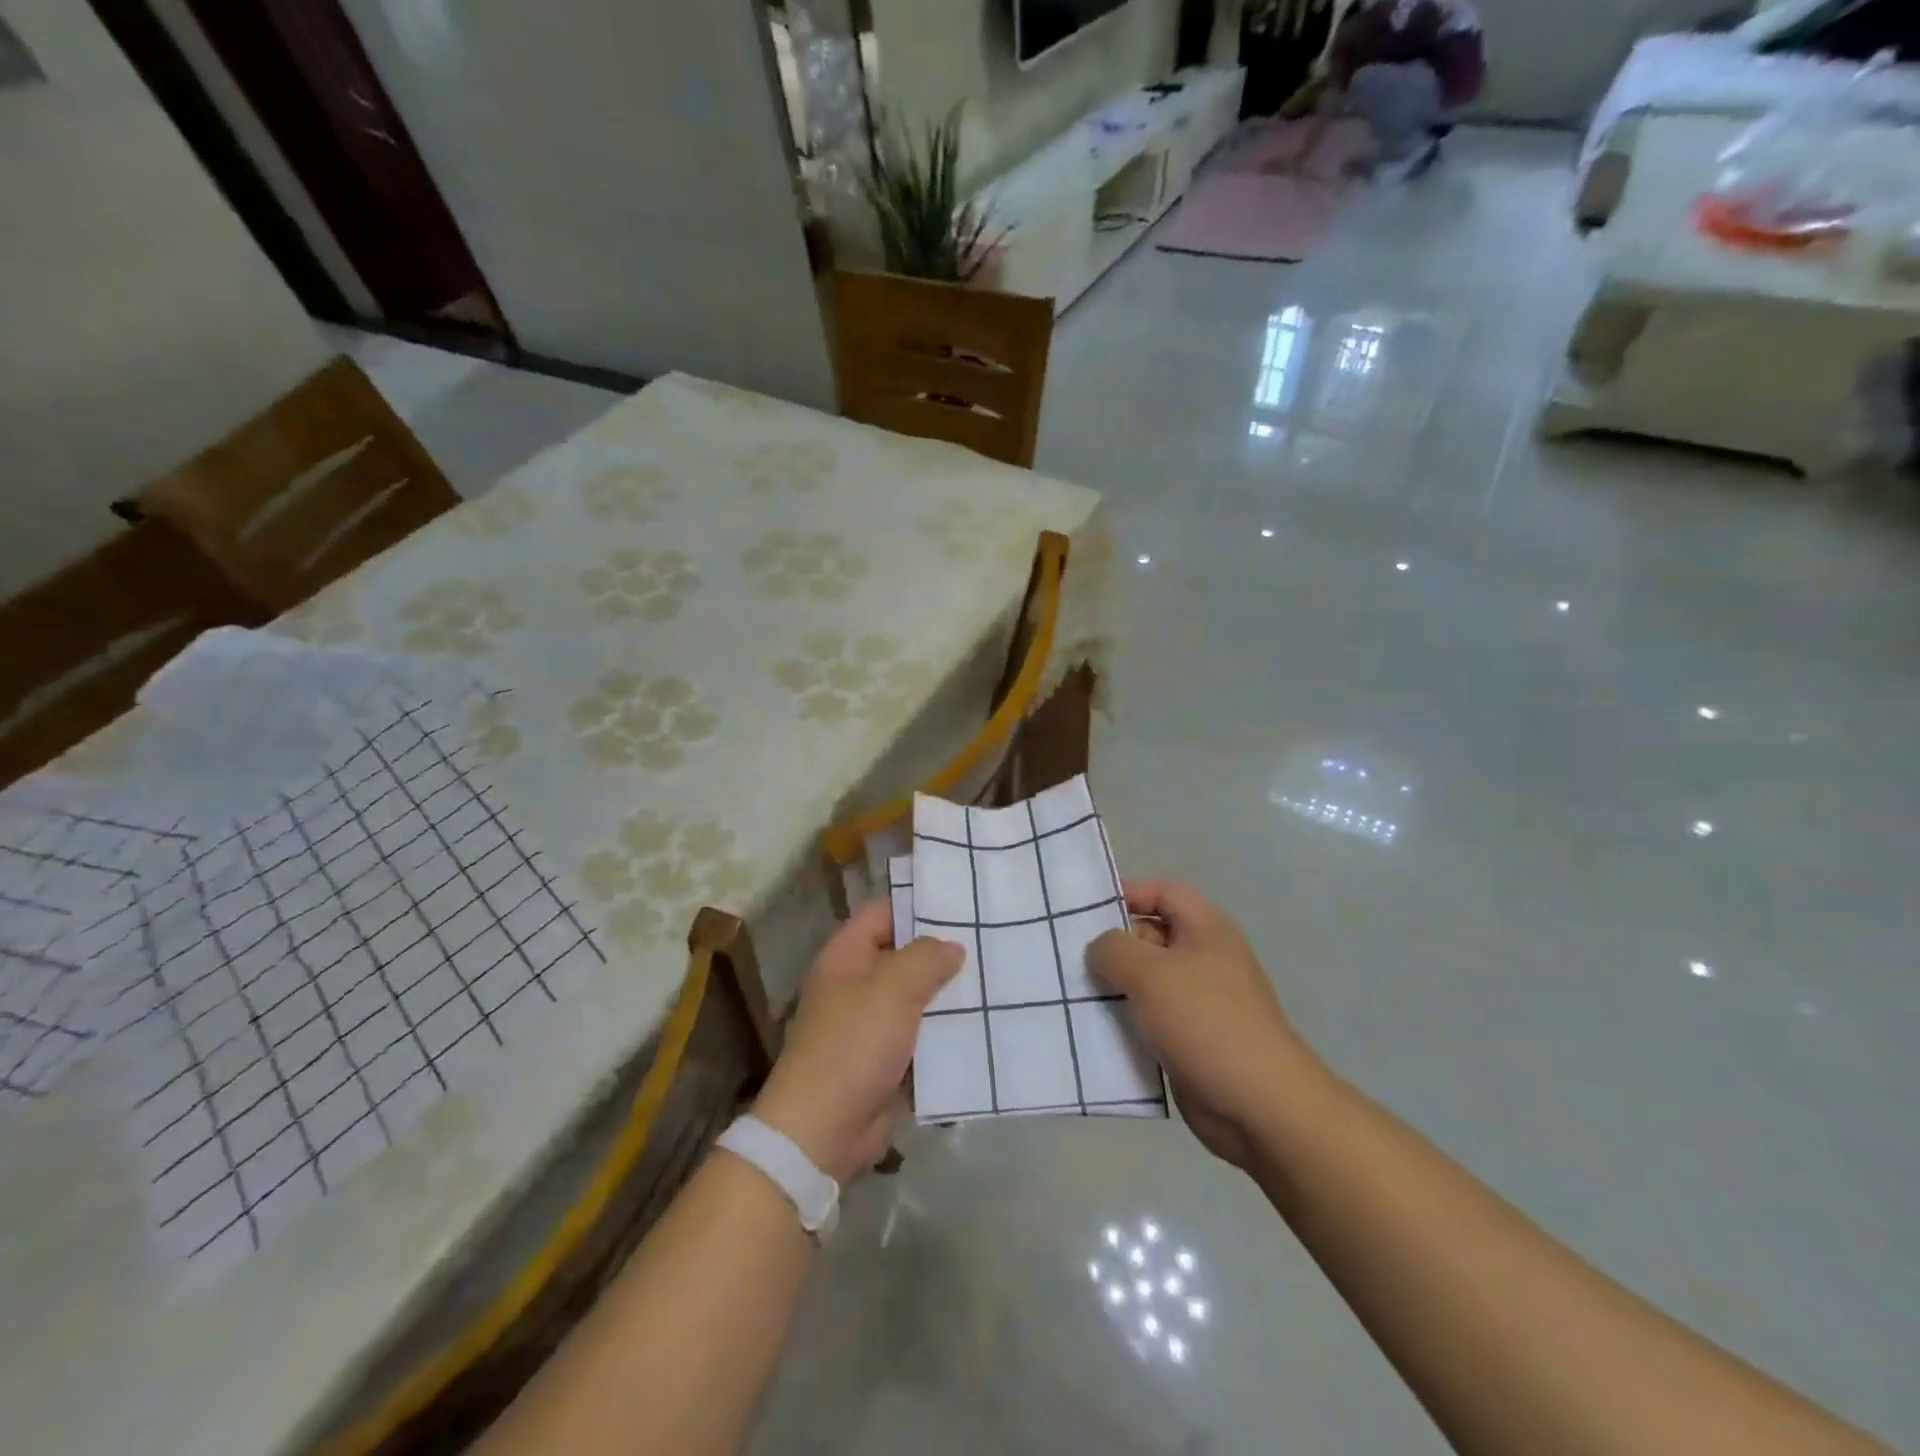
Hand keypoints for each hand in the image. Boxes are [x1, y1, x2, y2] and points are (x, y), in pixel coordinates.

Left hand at [750, 900, 962, 1185]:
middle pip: (904, 955)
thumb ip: (926, 958)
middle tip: (990, 940)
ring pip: (917, 998)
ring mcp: (871, 1023)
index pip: (883, 913)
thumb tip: (951, 947)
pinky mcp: (887, 1060)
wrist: (823, 1130)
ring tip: (997, 979)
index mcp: (846, 956)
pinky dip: (946, 1033)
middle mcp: (857, 983)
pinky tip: (984, 1025)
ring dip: (949, 995)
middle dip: (943, 952)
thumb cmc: (853, 1044)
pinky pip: (922, 1036)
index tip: (962, 903)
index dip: (918, 905)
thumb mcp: (892, 988)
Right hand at [1088, 882, 1326, 1171]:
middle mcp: (1204, 959)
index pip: (1163, 892)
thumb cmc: (1205, 1021)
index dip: (1127, 893)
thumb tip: (1101, 949)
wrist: (1259, 1107)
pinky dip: (1125, 1022)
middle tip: (1068, 958)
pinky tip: (1093, 1031)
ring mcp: (1199, 1003)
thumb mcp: (1149, 973)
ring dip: (1113, 988)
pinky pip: (1149, 1020)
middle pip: (1150, 936)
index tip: (1085, 911)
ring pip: (1146, 982)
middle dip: (1112, 945)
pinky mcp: (1191, 1040)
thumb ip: (1113, 948)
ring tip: (1072, 994)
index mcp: (1206, 930)